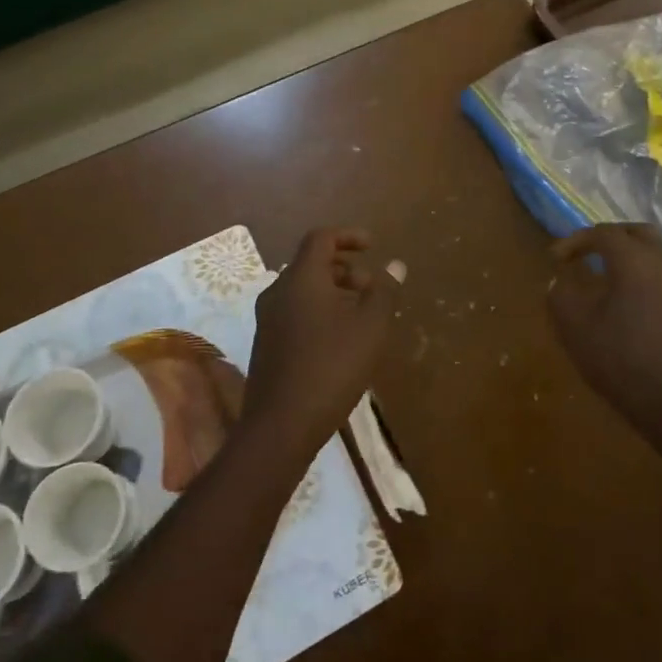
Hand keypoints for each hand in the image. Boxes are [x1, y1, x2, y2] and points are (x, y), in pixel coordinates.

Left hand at [246, 228, 399, 455]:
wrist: (280, 425)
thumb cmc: (331, 367)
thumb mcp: (370, 327)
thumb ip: (384, 292)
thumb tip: (395, 265)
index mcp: (301, 278)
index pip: (321, 238)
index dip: (348, 236)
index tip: (372, 246)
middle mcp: (278, 291)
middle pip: (312, 263)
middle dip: (345, 268)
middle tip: (372, 288)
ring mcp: (268, 319)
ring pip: (303, 290)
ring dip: (334, 292)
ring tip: (361, 315)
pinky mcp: (266, 344)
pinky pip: (296, 312)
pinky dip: (320, 311)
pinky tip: (340, 340)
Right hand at [547, 224, 661, 455]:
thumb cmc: (623, 361)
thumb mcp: (576, 329)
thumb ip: (561, 297)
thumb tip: (560, 282)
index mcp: (634, 260)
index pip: (603, 233)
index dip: (575, 241)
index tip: (555, 259)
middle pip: (636, 232)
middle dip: (607, 237)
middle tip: (584, 252)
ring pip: (654, 253)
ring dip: (628, 256)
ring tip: (603, 275)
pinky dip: (642, 275)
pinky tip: (626, 300)